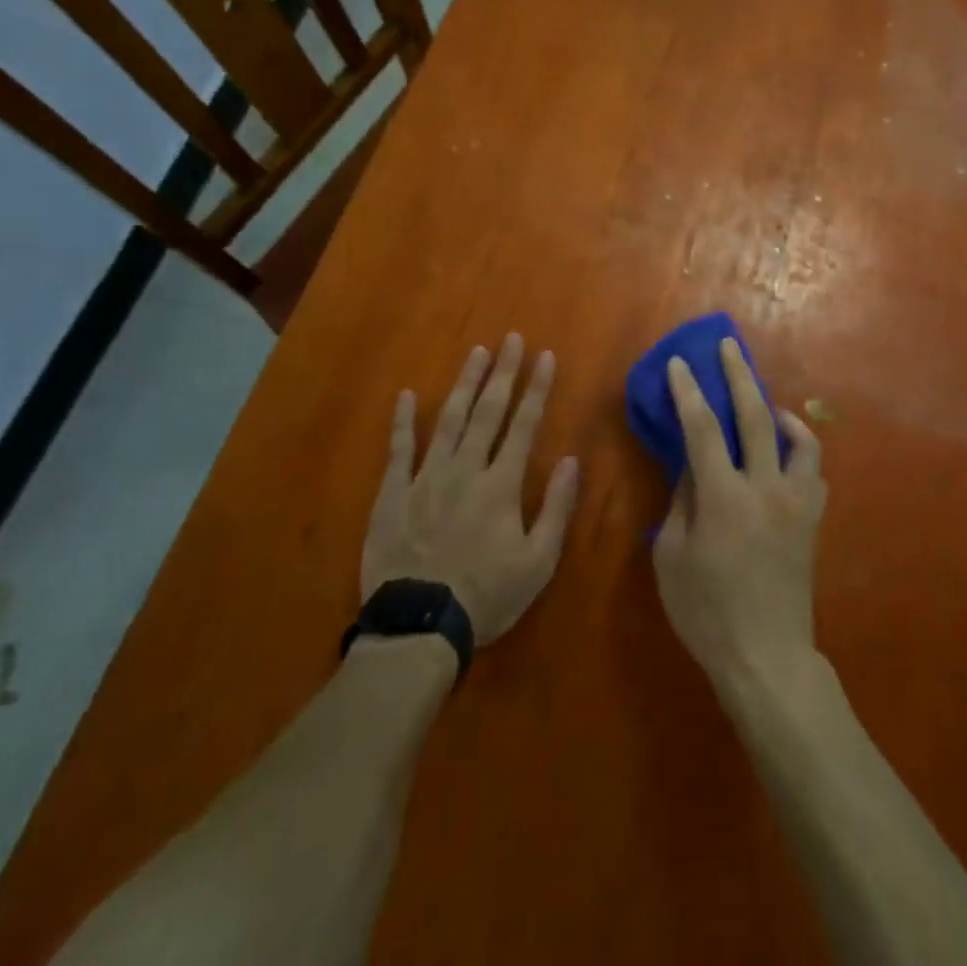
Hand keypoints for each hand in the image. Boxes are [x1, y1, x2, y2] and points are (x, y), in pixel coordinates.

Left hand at [362, 335, 579, 645]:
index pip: (524, 424)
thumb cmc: (487, 595)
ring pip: (448, 420)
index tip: (544, 356)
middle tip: (511, 339)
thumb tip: (572, 461)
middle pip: (487, 411)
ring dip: (464, 384)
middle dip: (503, 372)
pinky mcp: (393, 493)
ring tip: (476, 353)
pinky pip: (399, 450)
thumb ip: (556, 508)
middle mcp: (465, 469)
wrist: (419, 626)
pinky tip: (405, 396)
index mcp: (501, 484)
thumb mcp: (538, 562)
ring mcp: (426, 478)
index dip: (536, 388)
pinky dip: (402, 422)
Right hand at [654, 337, 826, 690]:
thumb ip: (681, 502)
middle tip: (728, 346)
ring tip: (765, 405)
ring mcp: (796, 502)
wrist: (767, 657)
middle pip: (755, 417)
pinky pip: (813, 471)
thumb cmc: (707, 612)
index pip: (702, 429)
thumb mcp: (671, 557)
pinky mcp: (812, 519)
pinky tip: (785, 453)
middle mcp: (766, 488)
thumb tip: (691, 466)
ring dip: (780, 412)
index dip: (688, 391)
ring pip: (800, 439)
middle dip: (738, 375)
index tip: (679, 363)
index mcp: (724, 497)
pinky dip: (800, 451)